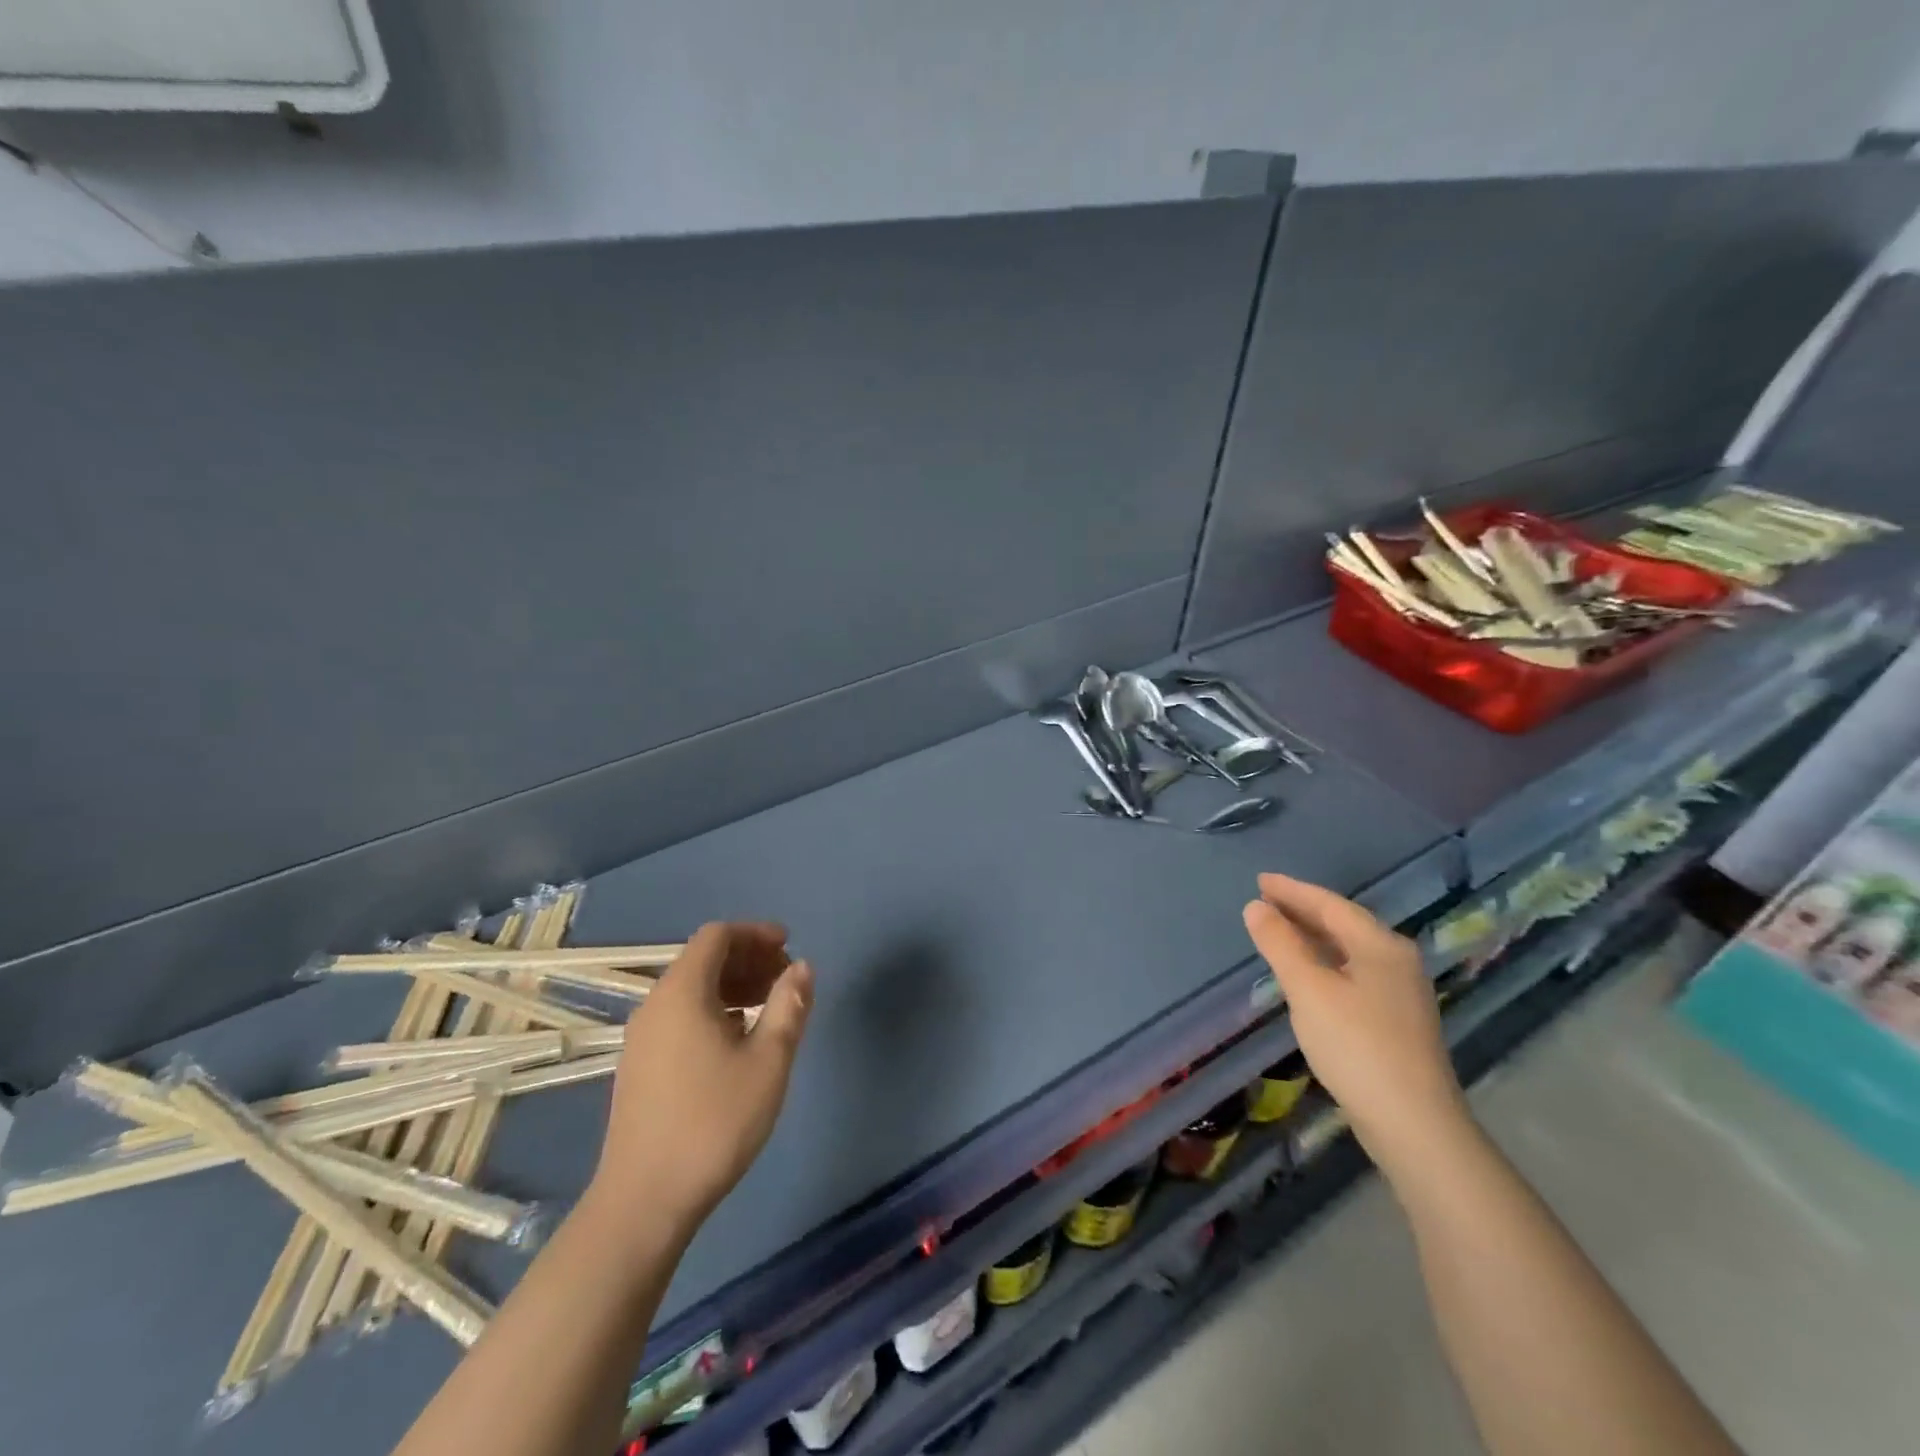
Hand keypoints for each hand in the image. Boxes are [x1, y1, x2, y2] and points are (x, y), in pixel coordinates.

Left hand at [587, 922, 813, 1237]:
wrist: (644, 1200)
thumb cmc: (714, 1123)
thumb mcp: (768, 1061)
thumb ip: (789, 1005)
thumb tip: (802, 967)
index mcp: (682, 993)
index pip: (717, 936)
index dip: (755, 933)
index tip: (789, 947)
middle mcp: (655, 1005)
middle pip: (703, 959)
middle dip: (748, 959)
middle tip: (786, 979)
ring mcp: (642, 1037)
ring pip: (692, 989)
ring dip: (733, 985)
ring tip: (770, 1008)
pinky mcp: (640, 1065)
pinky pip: (681, 1015)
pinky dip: (714, 1009)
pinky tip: (739, 1040)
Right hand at [1242, 873, 1468, 1176]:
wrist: (1414, 1124)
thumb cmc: (1356, 1046)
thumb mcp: (1308, 990)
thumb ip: (1280, 944)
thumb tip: (1255, 907)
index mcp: (1380, 945)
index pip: (1330, 904)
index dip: (1292, 891)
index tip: (1260, 880)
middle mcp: (1397, 960)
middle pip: (1343, 923)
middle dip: (1302, 910)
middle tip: (1265, 900)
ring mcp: (1401, 991)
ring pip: (1349, 949)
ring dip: (1313, 936)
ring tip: (1279, 930)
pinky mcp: (1397, 1019)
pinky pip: (1354, 971)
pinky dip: (1325, 961)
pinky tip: (1308, 973)